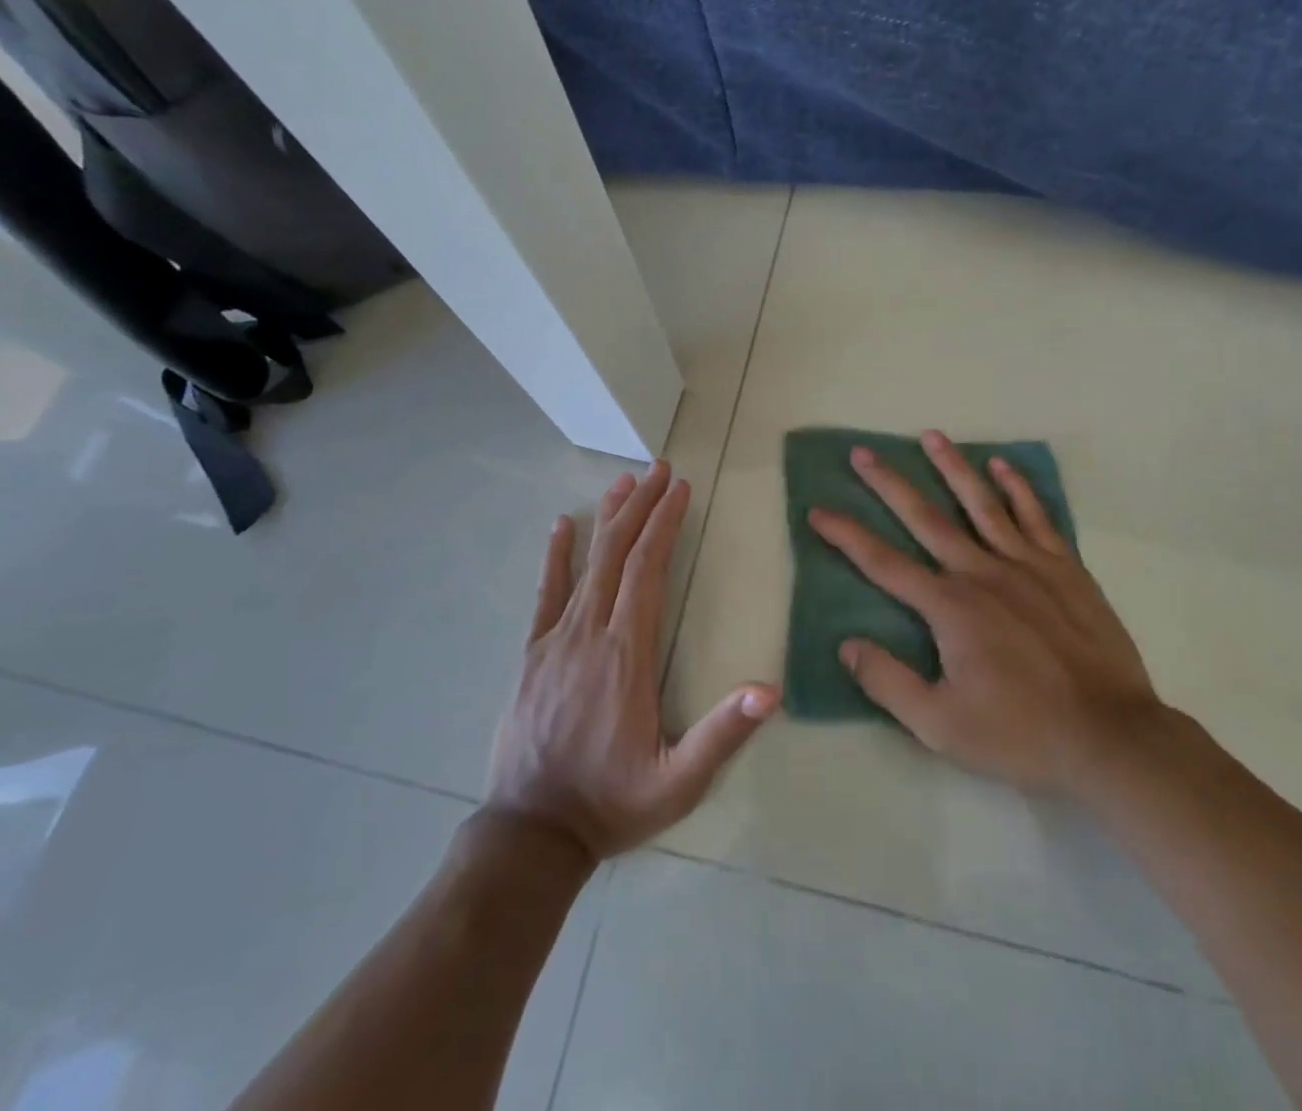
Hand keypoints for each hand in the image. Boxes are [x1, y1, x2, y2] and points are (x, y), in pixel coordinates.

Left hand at [485, 461, 777, 861]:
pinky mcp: (532, 654)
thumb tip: (771, 689)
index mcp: (627, 653)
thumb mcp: (679, 782)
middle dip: (641, 507)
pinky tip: (561, 526)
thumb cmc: (611, 802)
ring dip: (606, 519)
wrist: (530, 833)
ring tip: (622, 482)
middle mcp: (591, 633)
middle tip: (657, 469)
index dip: (665, 525)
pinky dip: (555, 556)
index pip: (648, 570)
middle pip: (618, 554)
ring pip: (585, 565)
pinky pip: (545, 594)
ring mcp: (556, 640)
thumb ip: (723, 734)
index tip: (680, 489)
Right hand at [809, 431, 1162, 797]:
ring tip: (930, 435)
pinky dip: (1017, 488)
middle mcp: (981, 572)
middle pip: (925, 518)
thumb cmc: (1020, 734)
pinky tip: (1001, 465)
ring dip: (952, 467)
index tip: (818, 510)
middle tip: (861, 452)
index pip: (882, 563)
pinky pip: (1035, 517)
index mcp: (949, 607)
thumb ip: (888, 682)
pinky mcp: (1064, 568)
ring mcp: (1026, 565)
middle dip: (888, 483)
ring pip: (980, 503)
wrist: (1110, 737)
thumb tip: (846, 644)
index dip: (846, 535)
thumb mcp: (940, 726)